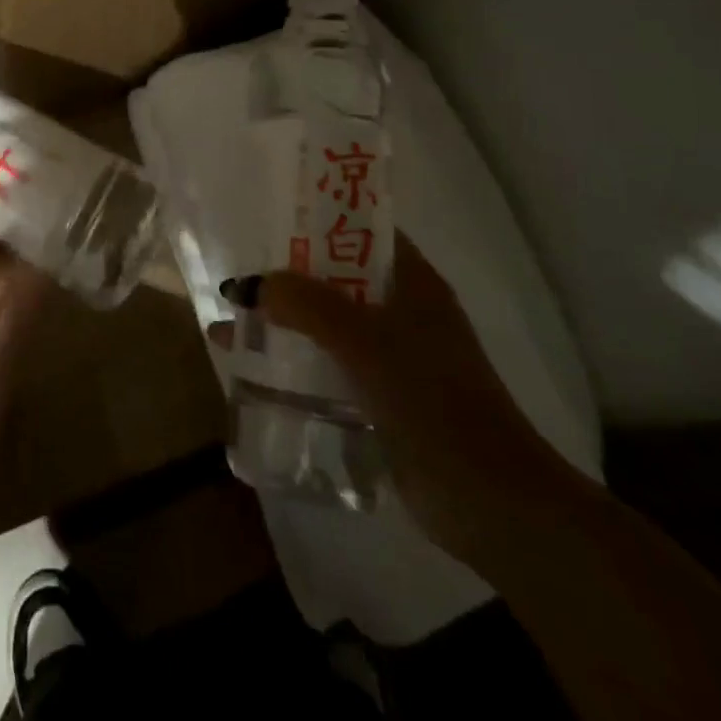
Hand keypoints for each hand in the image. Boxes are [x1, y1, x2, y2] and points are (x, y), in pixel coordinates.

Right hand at [226, 234, 589, 567]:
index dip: (316, 219)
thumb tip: (249, 285)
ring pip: (327, 324)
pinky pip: (329, 365)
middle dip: (286, 276)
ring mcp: (394, 357)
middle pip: (335, 278)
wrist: (490, 502)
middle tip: (236, 272)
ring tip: (230, 324)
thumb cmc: (432, 400)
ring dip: (284, 322)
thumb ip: (305, 304)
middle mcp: (403, 311)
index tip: (267, 218)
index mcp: (412, 282)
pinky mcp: (383, 398)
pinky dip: (295, 363)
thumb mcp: (364, 340)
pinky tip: (254, 373)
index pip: (360, 230)